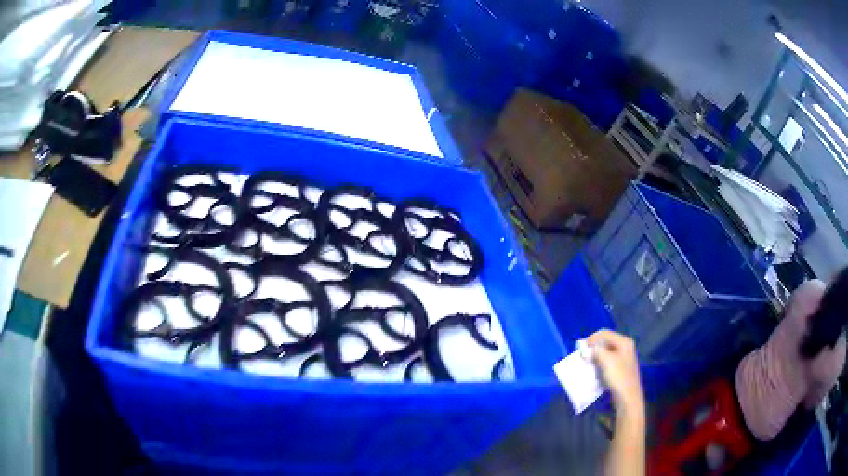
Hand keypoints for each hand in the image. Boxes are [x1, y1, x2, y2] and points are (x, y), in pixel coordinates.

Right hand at [587, 329, 643, 414]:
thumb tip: (585, 350)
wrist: (627, 397)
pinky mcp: (620, 369)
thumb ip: (595, 351)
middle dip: (593, 348)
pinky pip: (607, 361)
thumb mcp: (606, 360)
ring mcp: (623, 358)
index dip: (592, 338)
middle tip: (583, 355)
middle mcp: (625, 347)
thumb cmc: (618, 376)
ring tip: (587, 362)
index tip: (581, 347)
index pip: (605, 333)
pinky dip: (599, 363)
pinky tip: (594, 370)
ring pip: (606, 352)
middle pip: (606, 342)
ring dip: (595, 356)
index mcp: (624, 342)